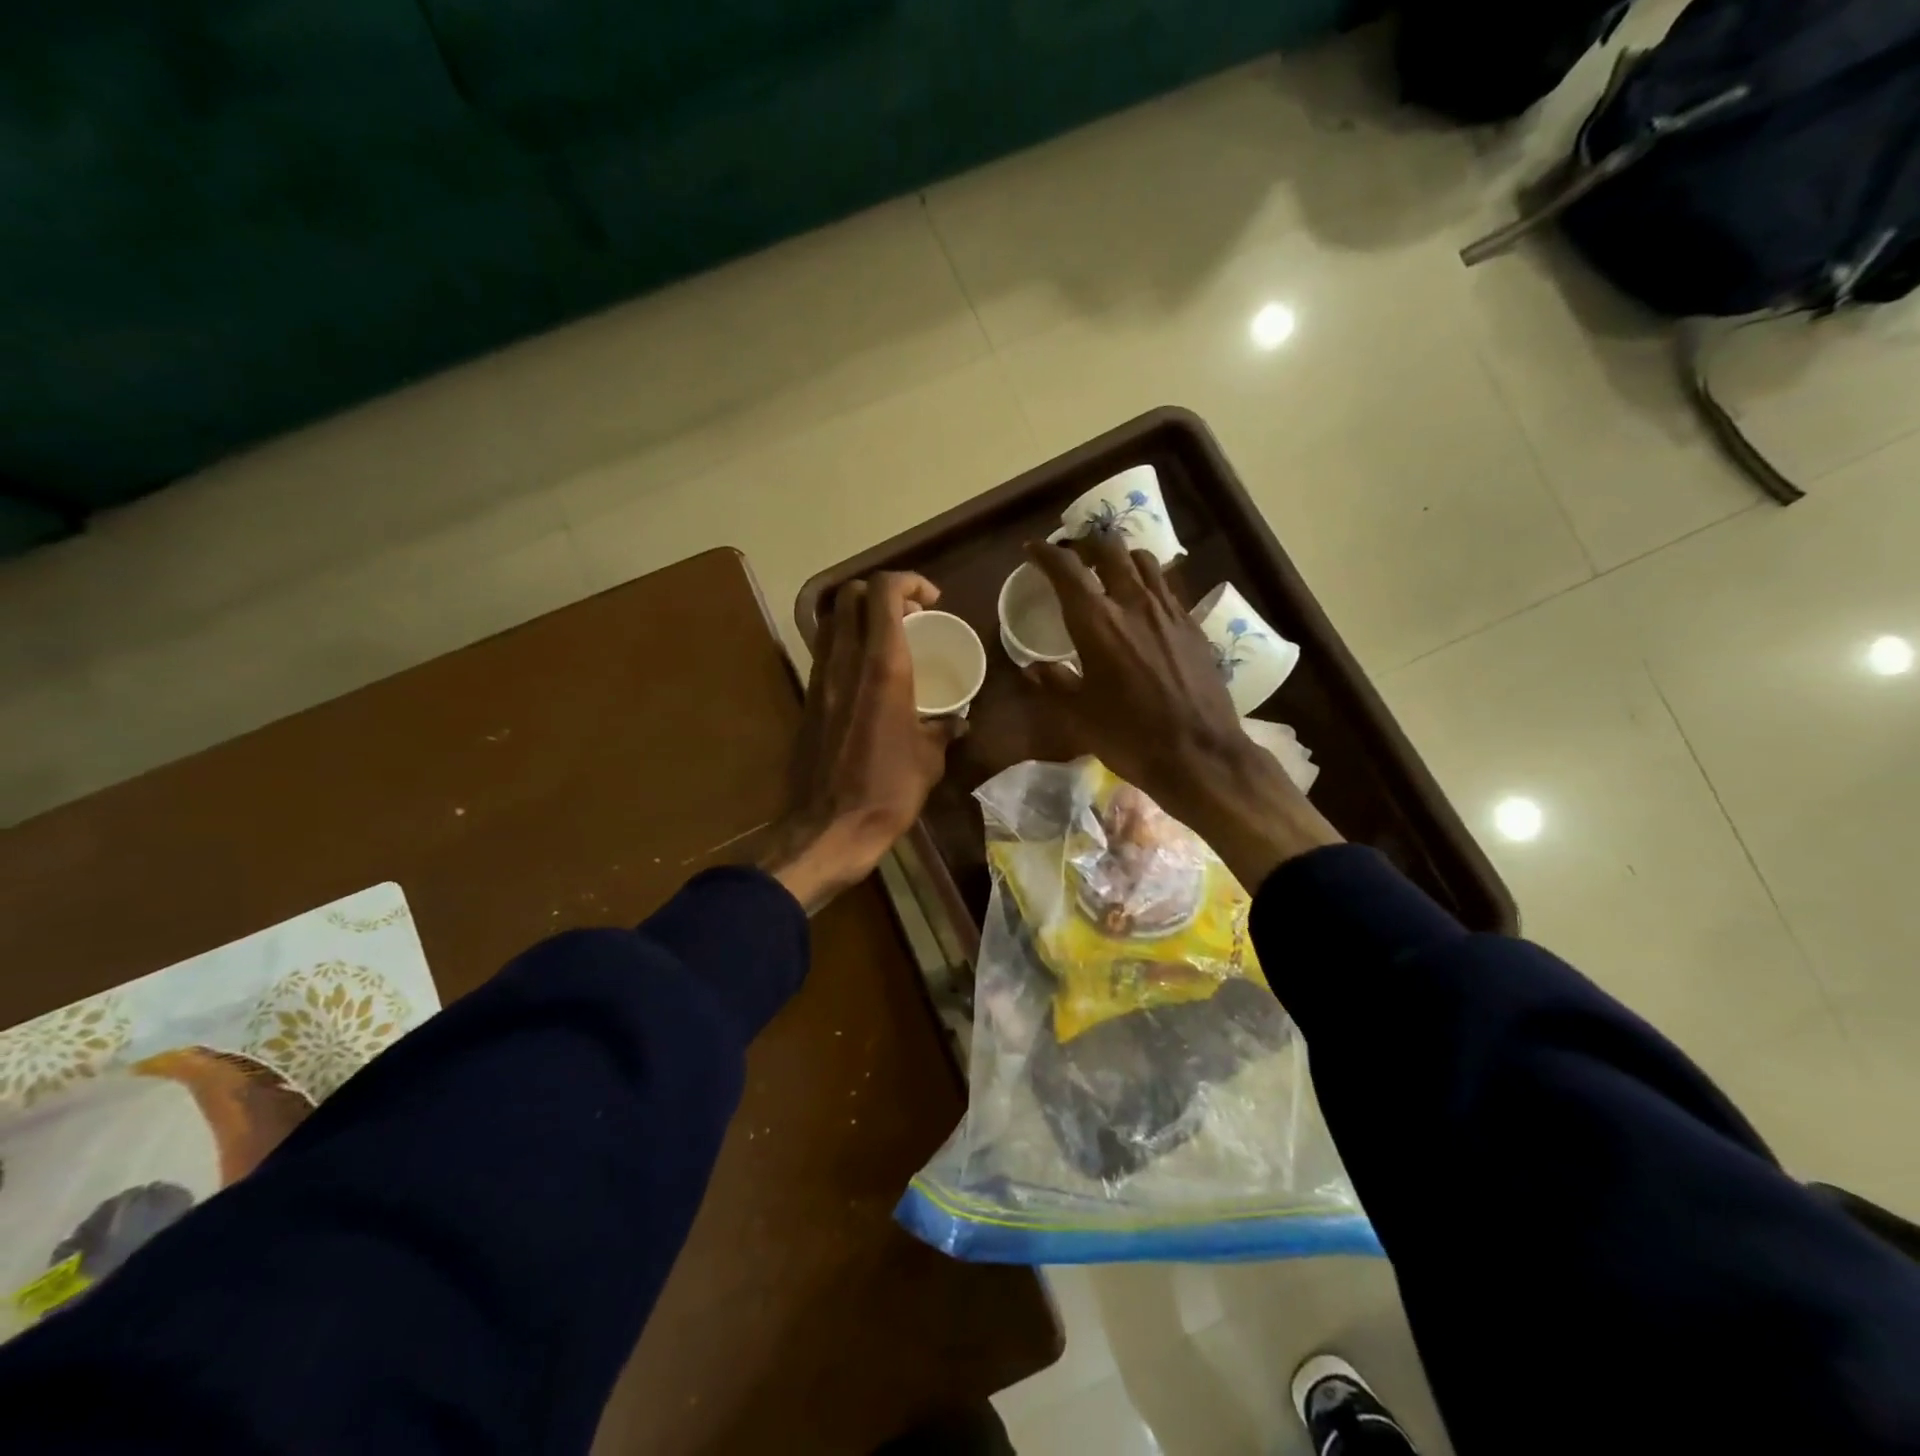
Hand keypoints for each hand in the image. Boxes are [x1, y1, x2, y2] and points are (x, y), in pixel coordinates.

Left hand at [765, 573, 964, 912]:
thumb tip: (957, 721)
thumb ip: (943, 730)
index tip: (932, 601)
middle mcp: (845, 662)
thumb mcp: (929, 760)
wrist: (828, 828)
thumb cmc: (887, 791)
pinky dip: (845, 644)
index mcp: (882, 668)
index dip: (909, 581)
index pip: (883, 592)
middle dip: (882, 592)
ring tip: (888, 640)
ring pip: (831, 620)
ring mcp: (820, 679)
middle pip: (850, 594)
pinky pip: (824, 651)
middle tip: (910, 616)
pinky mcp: (808, 699)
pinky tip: (866, 675)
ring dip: (859, 616)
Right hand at [1022, 532, 1340, 888]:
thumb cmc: (1129, 736)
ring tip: (1109, 569)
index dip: (1045, 553)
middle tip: (1073, 552)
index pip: (1066, 569)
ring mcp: (1169, 611)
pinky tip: (1142, 603)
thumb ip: (1054, 683)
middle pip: (1110, 550)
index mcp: (1097, 622)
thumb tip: (1033, 668)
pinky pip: (1167, 587)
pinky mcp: (1193, 626)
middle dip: (1087, 543)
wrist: (1199, 754)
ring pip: (1144, 561)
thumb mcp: (1078, 714)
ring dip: (1121, 557)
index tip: (1032, 549)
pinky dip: (1147, 582)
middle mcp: (1133, 603)